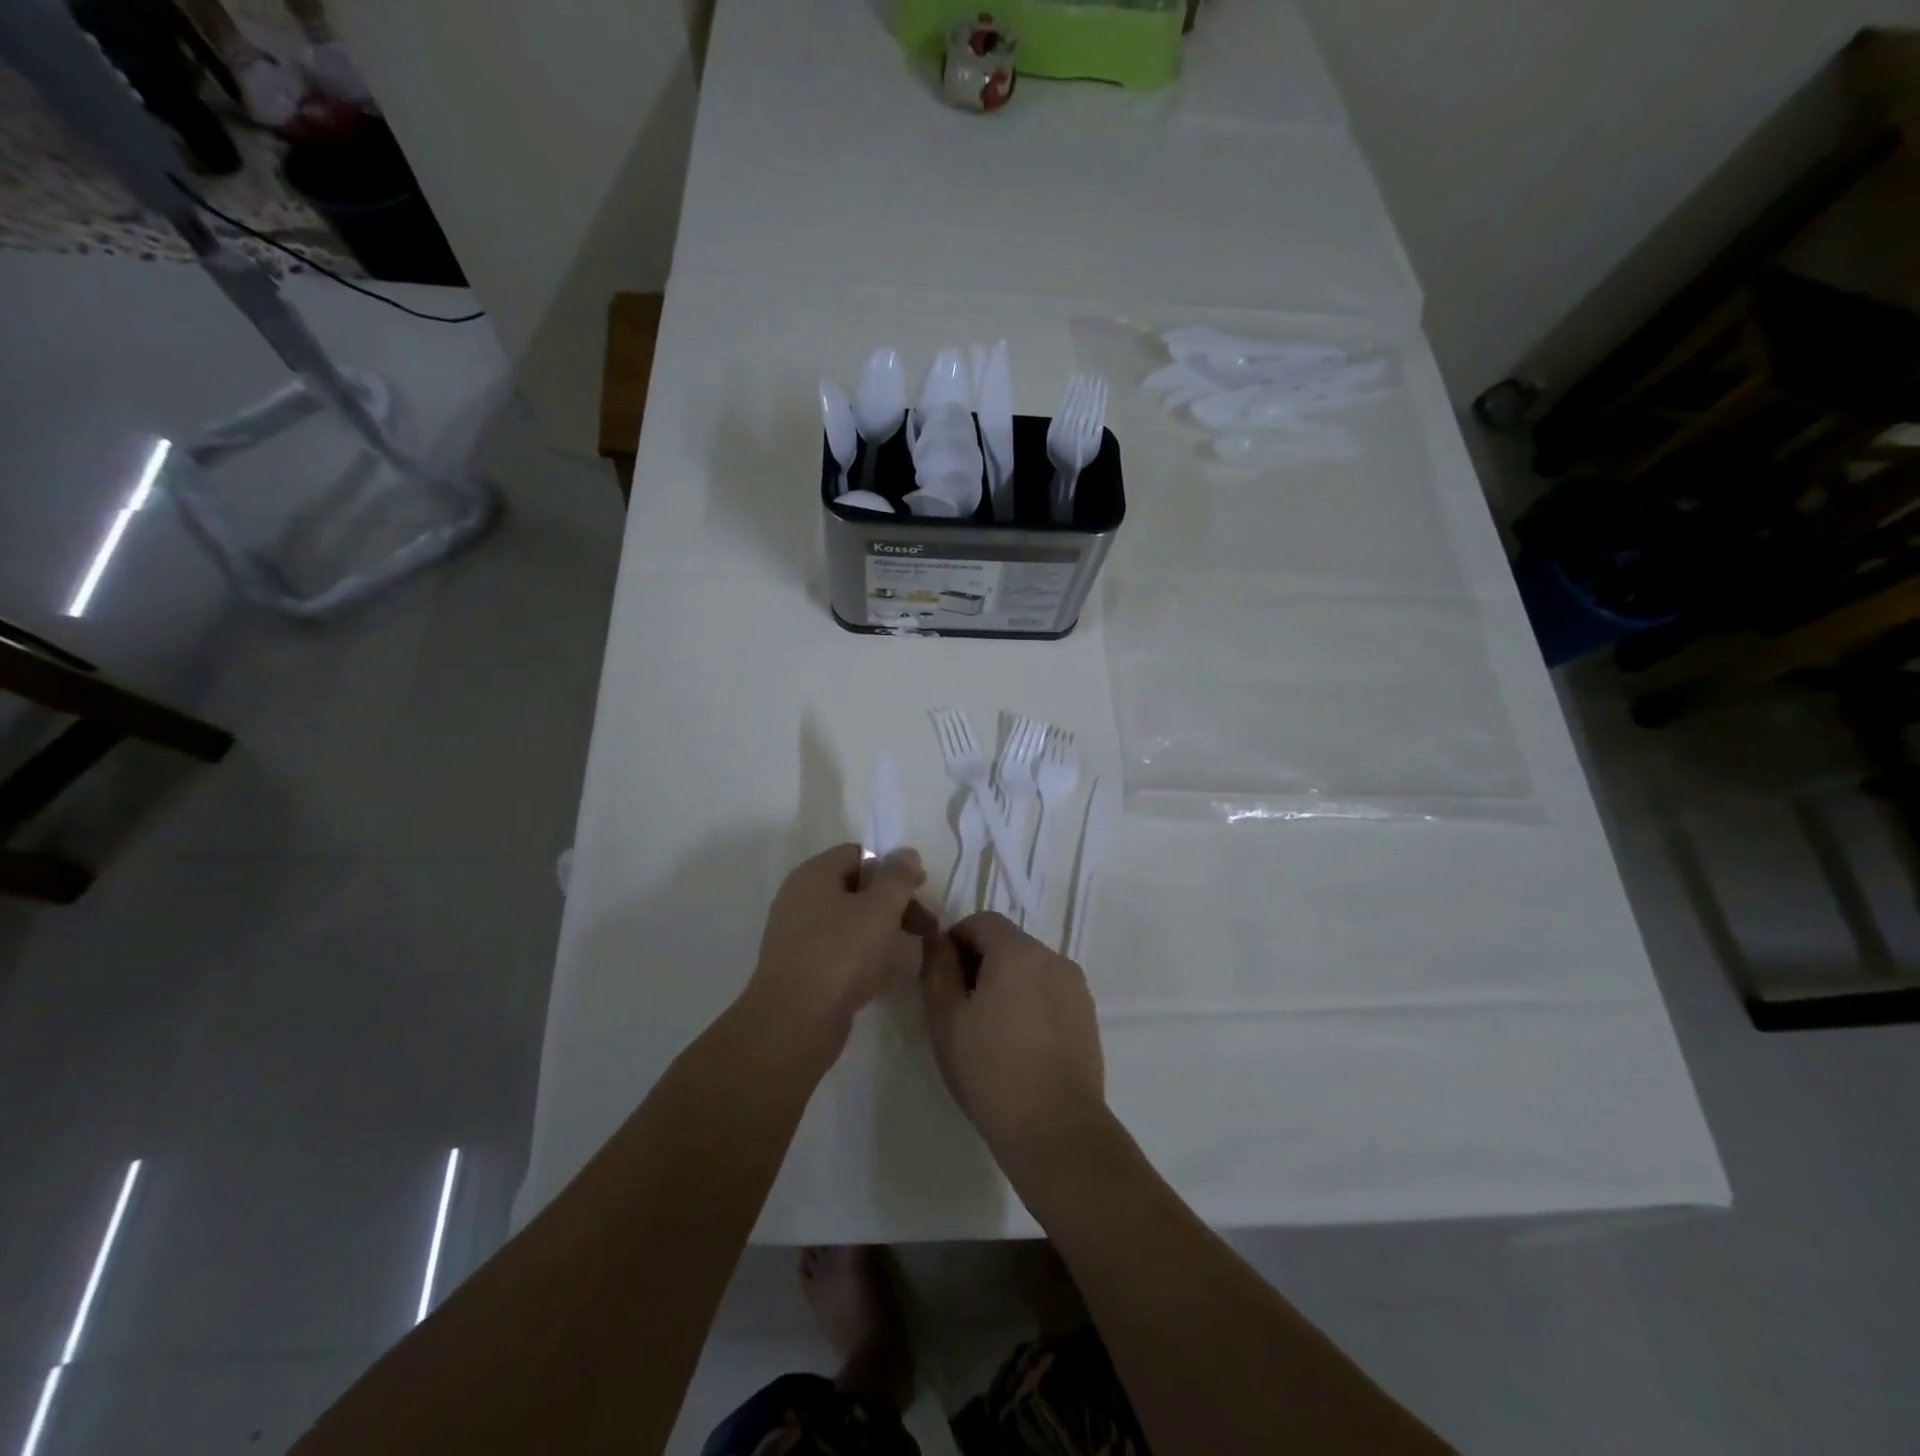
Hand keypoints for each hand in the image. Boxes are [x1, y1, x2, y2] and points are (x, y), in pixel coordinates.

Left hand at [748, 844, 932, 1060]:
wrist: (794, 1023)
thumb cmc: (840, 954)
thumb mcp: (879, 909)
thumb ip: (897, 877)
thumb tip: (906, 852)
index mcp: (813, 875)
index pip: (857, 854)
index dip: (891, 866)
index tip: (919, 889)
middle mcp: (799, 899)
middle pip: (854, 888)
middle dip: (892, 903)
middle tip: (924, 925)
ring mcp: (796, 936)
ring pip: (848, 922)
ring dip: (880, 931)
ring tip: (908, 951)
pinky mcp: (801, 969)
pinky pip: (838, 951)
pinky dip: (863, 957)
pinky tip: (882, 976)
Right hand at [920, 913, 1106, 1175]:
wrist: (1055, 1129)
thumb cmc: (991, 1071)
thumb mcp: (946, 1019)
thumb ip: (937, 969)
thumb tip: (937, 940)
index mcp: (1019, 952)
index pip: (982, 921)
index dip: (956, 939)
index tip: (942, 976)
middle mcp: (1053, 958)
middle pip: (1008, 942)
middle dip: (980, 962)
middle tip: (960, 1006)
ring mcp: (1076, 986)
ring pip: (1030, 967)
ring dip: (1006, 981)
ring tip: (989, 1028)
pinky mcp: (1087, 1014)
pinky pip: (1050, 990)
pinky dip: (1030, 1000)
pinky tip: (1018, 1042)